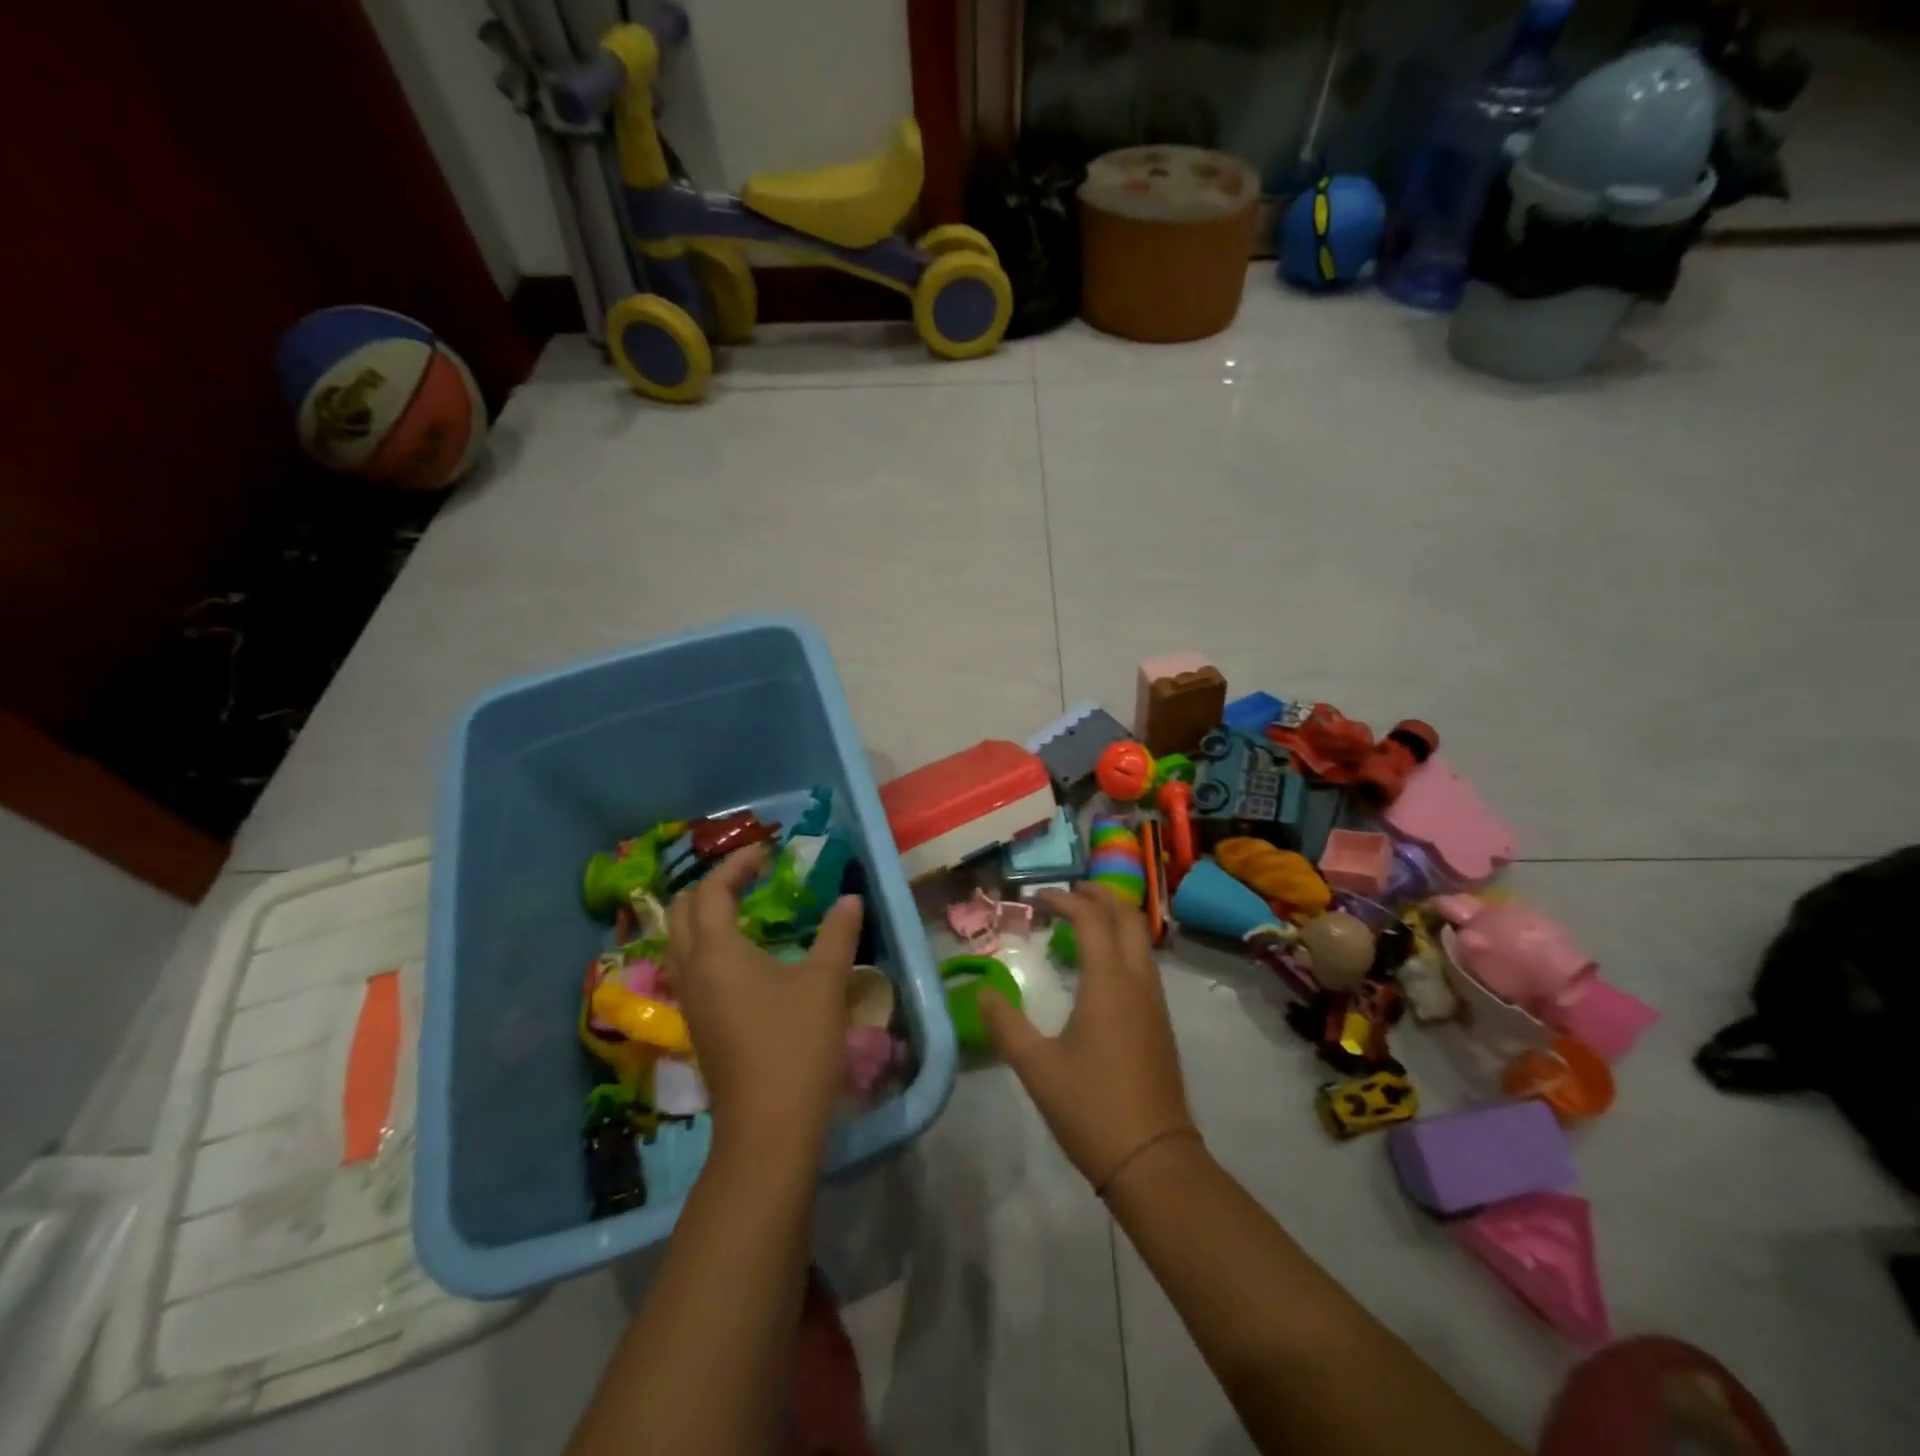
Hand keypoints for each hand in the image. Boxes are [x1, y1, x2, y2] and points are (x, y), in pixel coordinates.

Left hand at [667, 847, 863, 1150]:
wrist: (769, 1127)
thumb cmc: (796, 1044)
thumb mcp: (825, 981)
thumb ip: (837, 933)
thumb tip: (849, 899)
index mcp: (717, 951)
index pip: (712, 891)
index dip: (737, 865)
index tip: (767, 852)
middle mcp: (692, 970)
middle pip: (682, 912)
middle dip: (710, 885)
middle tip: (748, 875)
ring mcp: (690, 1001)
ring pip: (680, 941)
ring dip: (705, 915)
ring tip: (744, 907)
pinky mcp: (698, 1025)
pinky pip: (690, 967)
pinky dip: (708, 944)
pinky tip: (742, 955)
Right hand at [980, 883, 1194, 1189]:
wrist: (1154, 1160)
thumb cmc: (1092, 1108)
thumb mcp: (1036, 1067)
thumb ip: (1006, 1024)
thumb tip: (982, 991)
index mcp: (1109, 982)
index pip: (1091, 918)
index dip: (1064, 900)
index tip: (1036, 898)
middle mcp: (1138, 981)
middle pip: (1126, 917)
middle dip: (1098, 896)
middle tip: (1067, 894)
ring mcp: (1154, 1001)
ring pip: (1139, 939)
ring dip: (1113, 919)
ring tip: (1081, 922)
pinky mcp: (1160, 1022)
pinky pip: (1143, 963)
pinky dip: (1121, 945)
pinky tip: (1099, 967)